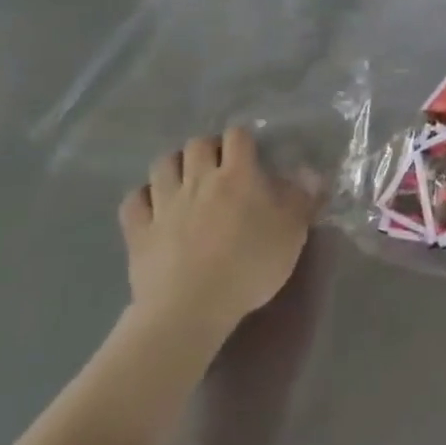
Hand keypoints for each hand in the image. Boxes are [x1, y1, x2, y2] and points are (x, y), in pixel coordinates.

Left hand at [118, 126, 316, 336]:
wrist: (190, 309)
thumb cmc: (248, 267)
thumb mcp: (291, 234)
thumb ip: (303, 199)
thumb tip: (312, 173)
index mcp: (237, 175)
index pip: (237, 136)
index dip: (243, 139)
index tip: (250, 154)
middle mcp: (199, 179)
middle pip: (197, 144)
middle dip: (207, 148)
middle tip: (217, 167)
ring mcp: (164, 203)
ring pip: (162, 164)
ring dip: (174, 165)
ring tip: (185, 180)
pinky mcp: (139, 230)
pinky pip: (133, 200)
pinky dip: (143, 197)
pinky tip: (152, 205)